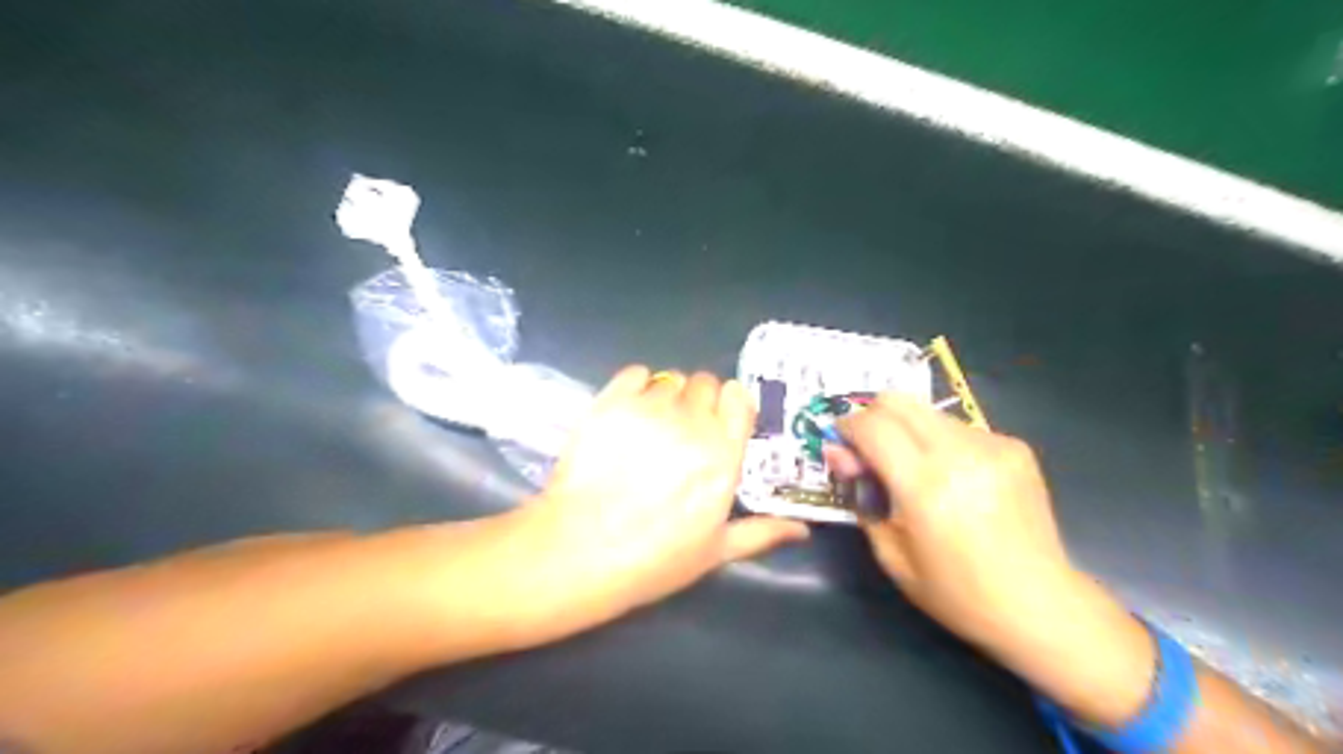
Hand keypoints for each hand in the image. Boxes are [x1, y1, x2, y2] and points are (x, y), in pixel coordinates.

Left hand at [516, 369, 807, 627]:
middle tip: (681, 430)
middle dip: (698, 401)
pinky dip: (636, 385)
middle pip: (704, 383)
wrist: (581, 550)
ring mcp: (649, 409)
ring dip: (667, 396)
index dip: (729, 405)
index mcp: (723, 453)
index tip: (718, 424)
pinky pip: (634, 373)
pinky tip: (629, 410)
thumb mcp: (715, 551)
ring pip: (670, 378)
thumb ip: (762, 532)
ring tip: (651, 426)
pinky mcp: (610, 403)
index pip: (737, 396)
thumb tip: (803, 531)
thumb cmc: (654, 558)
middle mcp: (692, 422)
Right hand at [832, 393, 1070, 648]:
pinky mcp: (1015, 447)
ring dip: (908, 431)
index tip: (840, 442)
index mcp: (925, 486)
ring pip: (928, 413)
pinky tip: (954, 479)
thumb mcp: (891, 553)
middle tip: (870, 450)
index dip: (847, 426)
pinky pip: (960, 428)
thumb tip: (839, 453)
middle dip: (873, 417)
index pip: (872, 426)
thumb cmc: (955, 592)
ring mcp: (992, 446)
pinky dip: (942, 443)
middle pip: (899, 401)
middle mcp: (959, 454)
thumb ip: (861, 496)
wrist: (1039, 605)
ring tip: (917, 471)